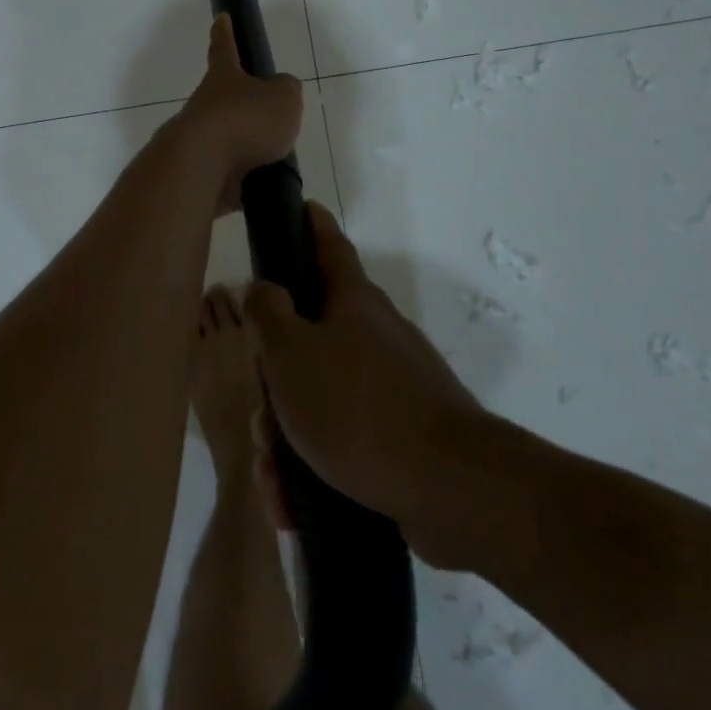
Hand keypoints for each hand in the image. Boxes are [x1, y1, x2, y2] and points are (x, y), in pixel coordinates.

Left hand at [175, 14, 304, 215]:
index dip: (224, 32)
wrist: (202, 167)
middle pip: (223, 98)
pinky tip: (262, 187)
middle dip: (241, 103)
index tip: (220, 18)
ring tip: (274, 157)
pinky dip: (244, 180)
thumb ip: (287, 91)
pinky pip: (227, 174)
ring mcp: (199, 140)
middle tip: (266, 113)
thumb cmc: (245, 120)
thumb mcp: (283, 98)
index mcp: (223, 77)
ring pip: (225, 138)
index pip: (224, 47)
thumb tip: (281, 92)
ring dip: (246, 146)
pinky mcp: (199, 173)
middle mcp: (205, 104)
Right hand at [245, 204, 490, 568]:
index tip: (300, 206)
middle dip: (277, 377)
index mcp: (353, 303)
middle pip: (312, 337)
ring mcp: (393, 385)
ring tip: (275, 477)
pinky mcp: (403, 434)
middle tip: (261, 417)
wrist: (449, 488)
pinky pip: (345, 439)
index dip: (311, 223)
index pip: (328, 245)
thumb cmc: (357, 408)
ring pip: (322, 396)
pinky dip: (316, 465)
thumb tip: (263, 288)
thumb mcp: (291, 354)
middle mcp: (375, 335)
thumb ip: (268, 313)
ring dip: (289, 434)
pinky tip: (295, 503)